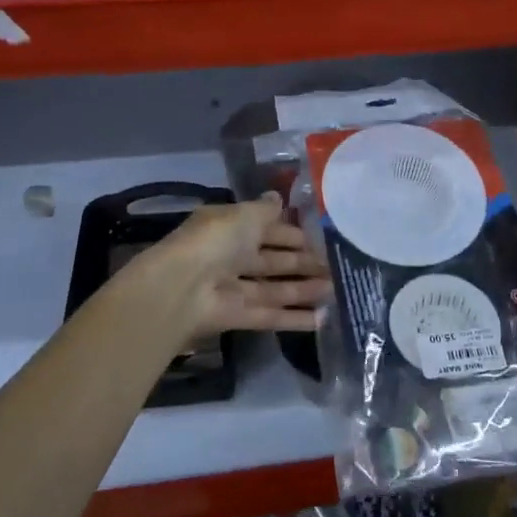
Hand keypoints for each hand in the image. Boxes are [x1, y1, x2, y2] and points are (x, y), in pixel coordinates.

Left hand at [130, 195, 331, 335]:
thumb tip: (278, 197)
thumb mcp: (244, 215)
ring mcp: (233, 288)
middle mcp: (231, 256)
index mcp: (229, 227)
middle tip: (334, 266)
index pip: (265, 228)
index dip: (290, 233)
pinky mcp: (237, 316)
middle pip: (272, 260)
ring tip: (335, 290)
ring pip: (274, 288)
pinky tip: (322, 320)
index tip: (319, 238)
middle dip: (301, 263)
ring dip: (303, 290)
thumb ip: (265, 210)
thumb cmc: (215, 241)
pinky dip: (294, 318)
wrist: (181, 288)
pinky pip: (270, 315)